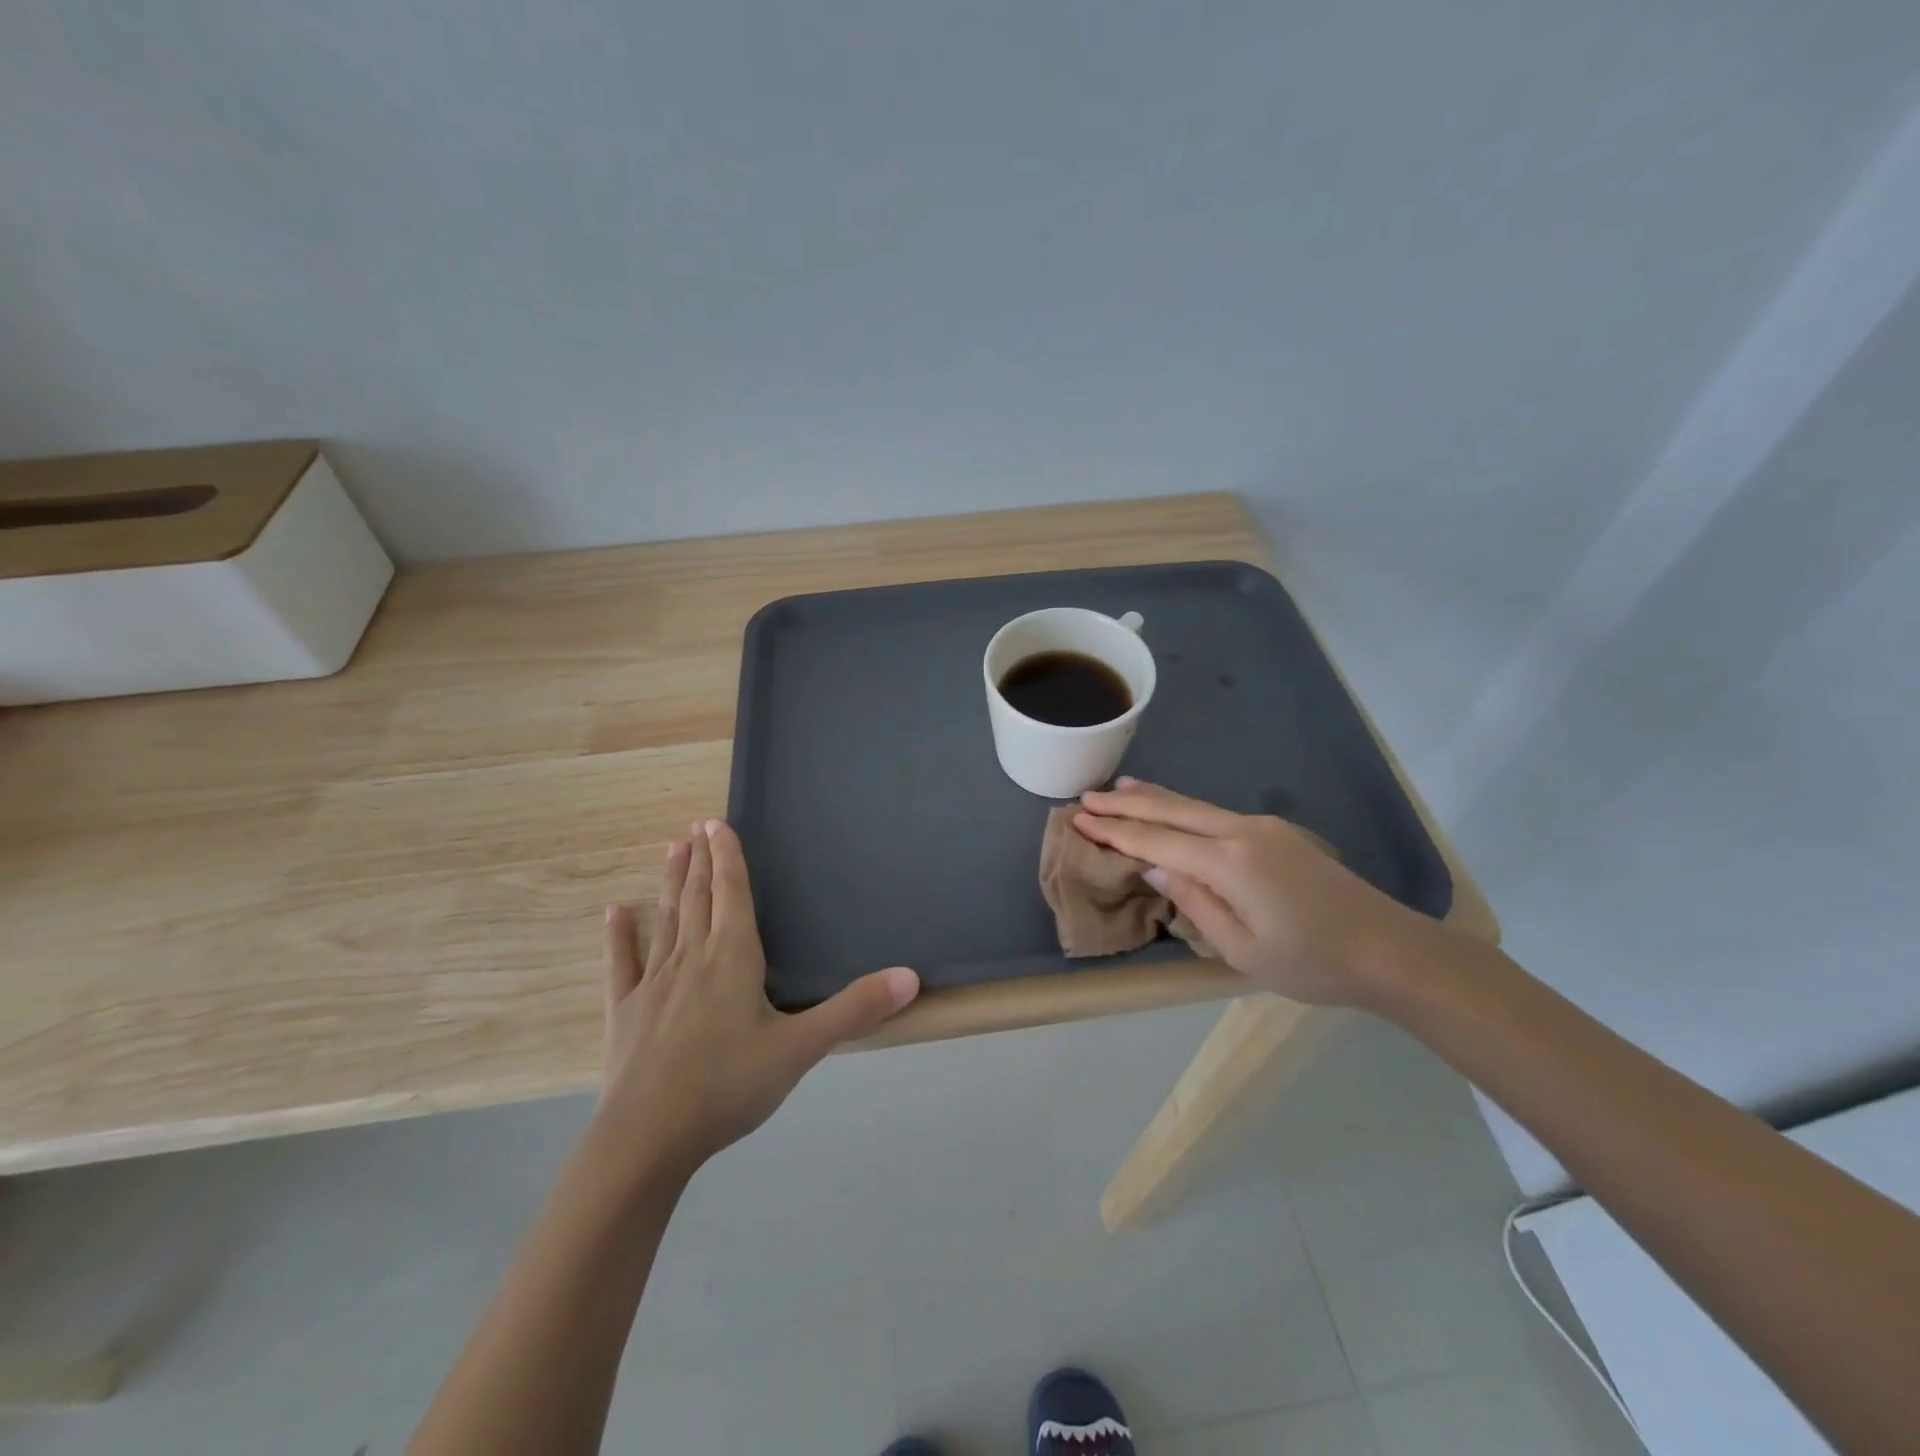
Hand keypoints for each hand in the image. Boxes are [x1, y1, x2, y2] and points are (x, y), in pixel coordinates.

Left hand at [596, 819, 919, 1180]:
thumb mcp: (801, 1049)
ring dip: (670, 883)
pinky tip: (614, 913)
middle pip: (698, 897)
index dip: (728, 857)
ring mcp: (653, 983)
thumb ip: (855, 1010)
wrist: (647, 1139)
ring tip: (671, 850)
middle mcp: (692, 958)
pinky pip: (621, 964)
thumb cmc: (729, 1085)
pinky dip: (619, 936)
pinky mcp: (625, 1012)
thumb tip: (911, 977)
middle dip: (700, 860)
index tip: (716, 823)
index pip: (732, 893)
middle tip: (695, 826)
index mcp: (733, 958)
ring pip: (666, 919)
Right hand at [1074, 779, 1439, 1007]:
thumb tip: (1155, 870)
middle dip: (1126, 804)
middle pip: (1171, 811)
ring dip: (1153, 797)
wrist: (1390, 949)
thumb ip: (1194, 903)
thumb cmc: (1311, 962)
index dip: (1115, 832)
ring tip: (1119, 787)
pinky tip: (1173, 807)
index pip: (1156, 842)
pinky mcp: (1278, 833)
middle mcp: (1241, 831)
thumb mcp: (1241, 949)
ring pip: (1194, 805)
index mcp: (1228, 861)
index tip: (1079, 821)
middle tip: (1086, 797)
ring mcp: (1263, 827)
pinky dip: (1183, 807)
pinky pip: (1215, 813)